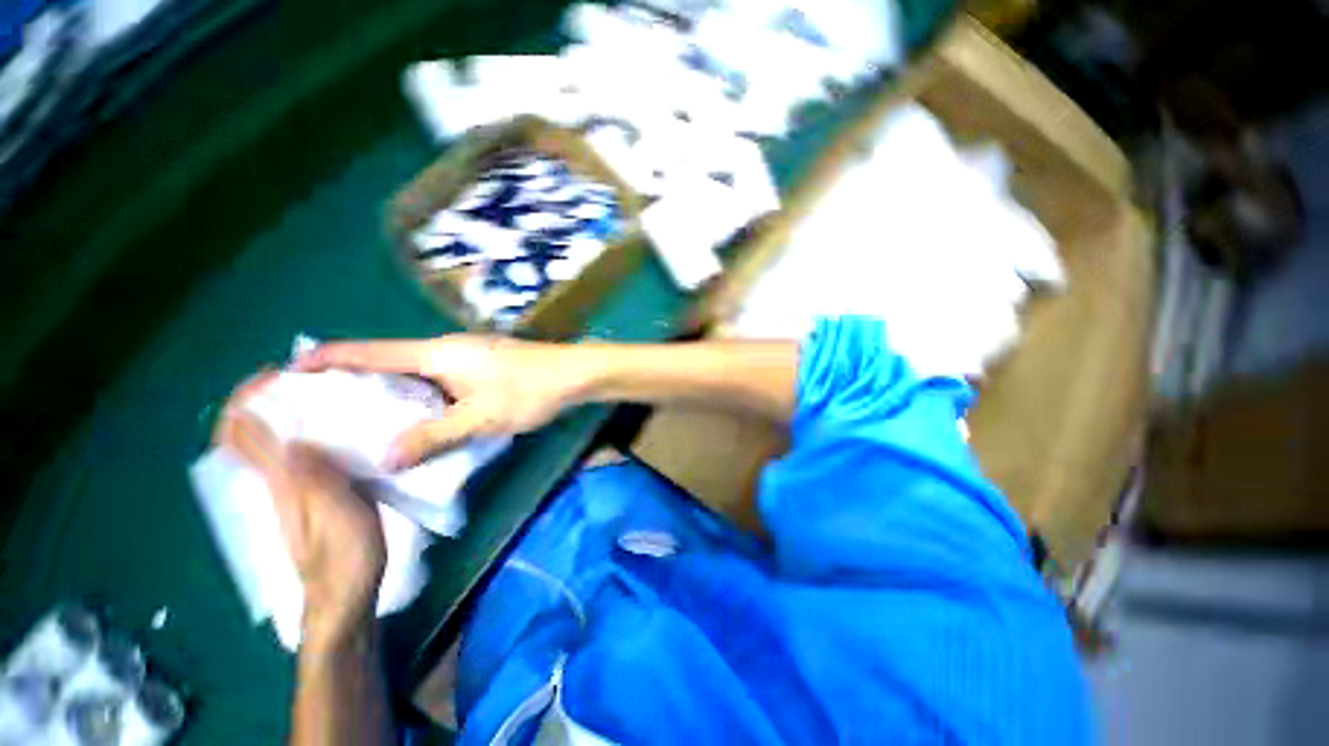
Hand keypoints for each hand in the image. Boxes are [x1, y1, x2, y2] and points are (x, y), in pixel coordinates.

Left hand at [215, 374, 386, 647]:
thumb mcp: (337, 517)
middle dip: (263, 402)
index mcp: (279, 485)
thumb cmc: (345, 559)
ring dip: (282, 416)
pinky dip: (300, 436)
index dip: (246, 403)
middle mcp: (273, 485)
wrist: (342, 599)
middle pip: (248, 437)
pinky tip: (329, 432)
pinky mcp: (304, 500)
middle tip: (301, 379)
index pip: (242, 437)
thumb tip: (291, 438)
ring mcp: (286, 493)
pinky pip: (290, 458)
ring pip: (268, 445)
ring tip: (318, 396)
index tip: (272, 375)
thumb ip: (316, 480)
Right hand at [293, 335, 590, 469]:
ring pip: (414, 376)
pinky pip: (438, 383)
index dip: (327, 359)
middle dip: (354, 384)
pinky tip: (415, 421)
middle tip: (320, 413)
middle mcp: (446, 351)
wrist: (575, 375)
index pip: (369, 352)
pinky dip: (419, 400)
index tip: (289, 372)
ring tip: (359, 424)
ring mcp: (466, 359)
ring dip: (389, 395)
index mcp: (436, 354)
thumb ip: (432, 436)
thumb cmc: (529, 391)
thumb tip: (383, 458)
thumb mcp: (480, 418)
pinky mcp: (482, 369)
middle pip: (387, 363)